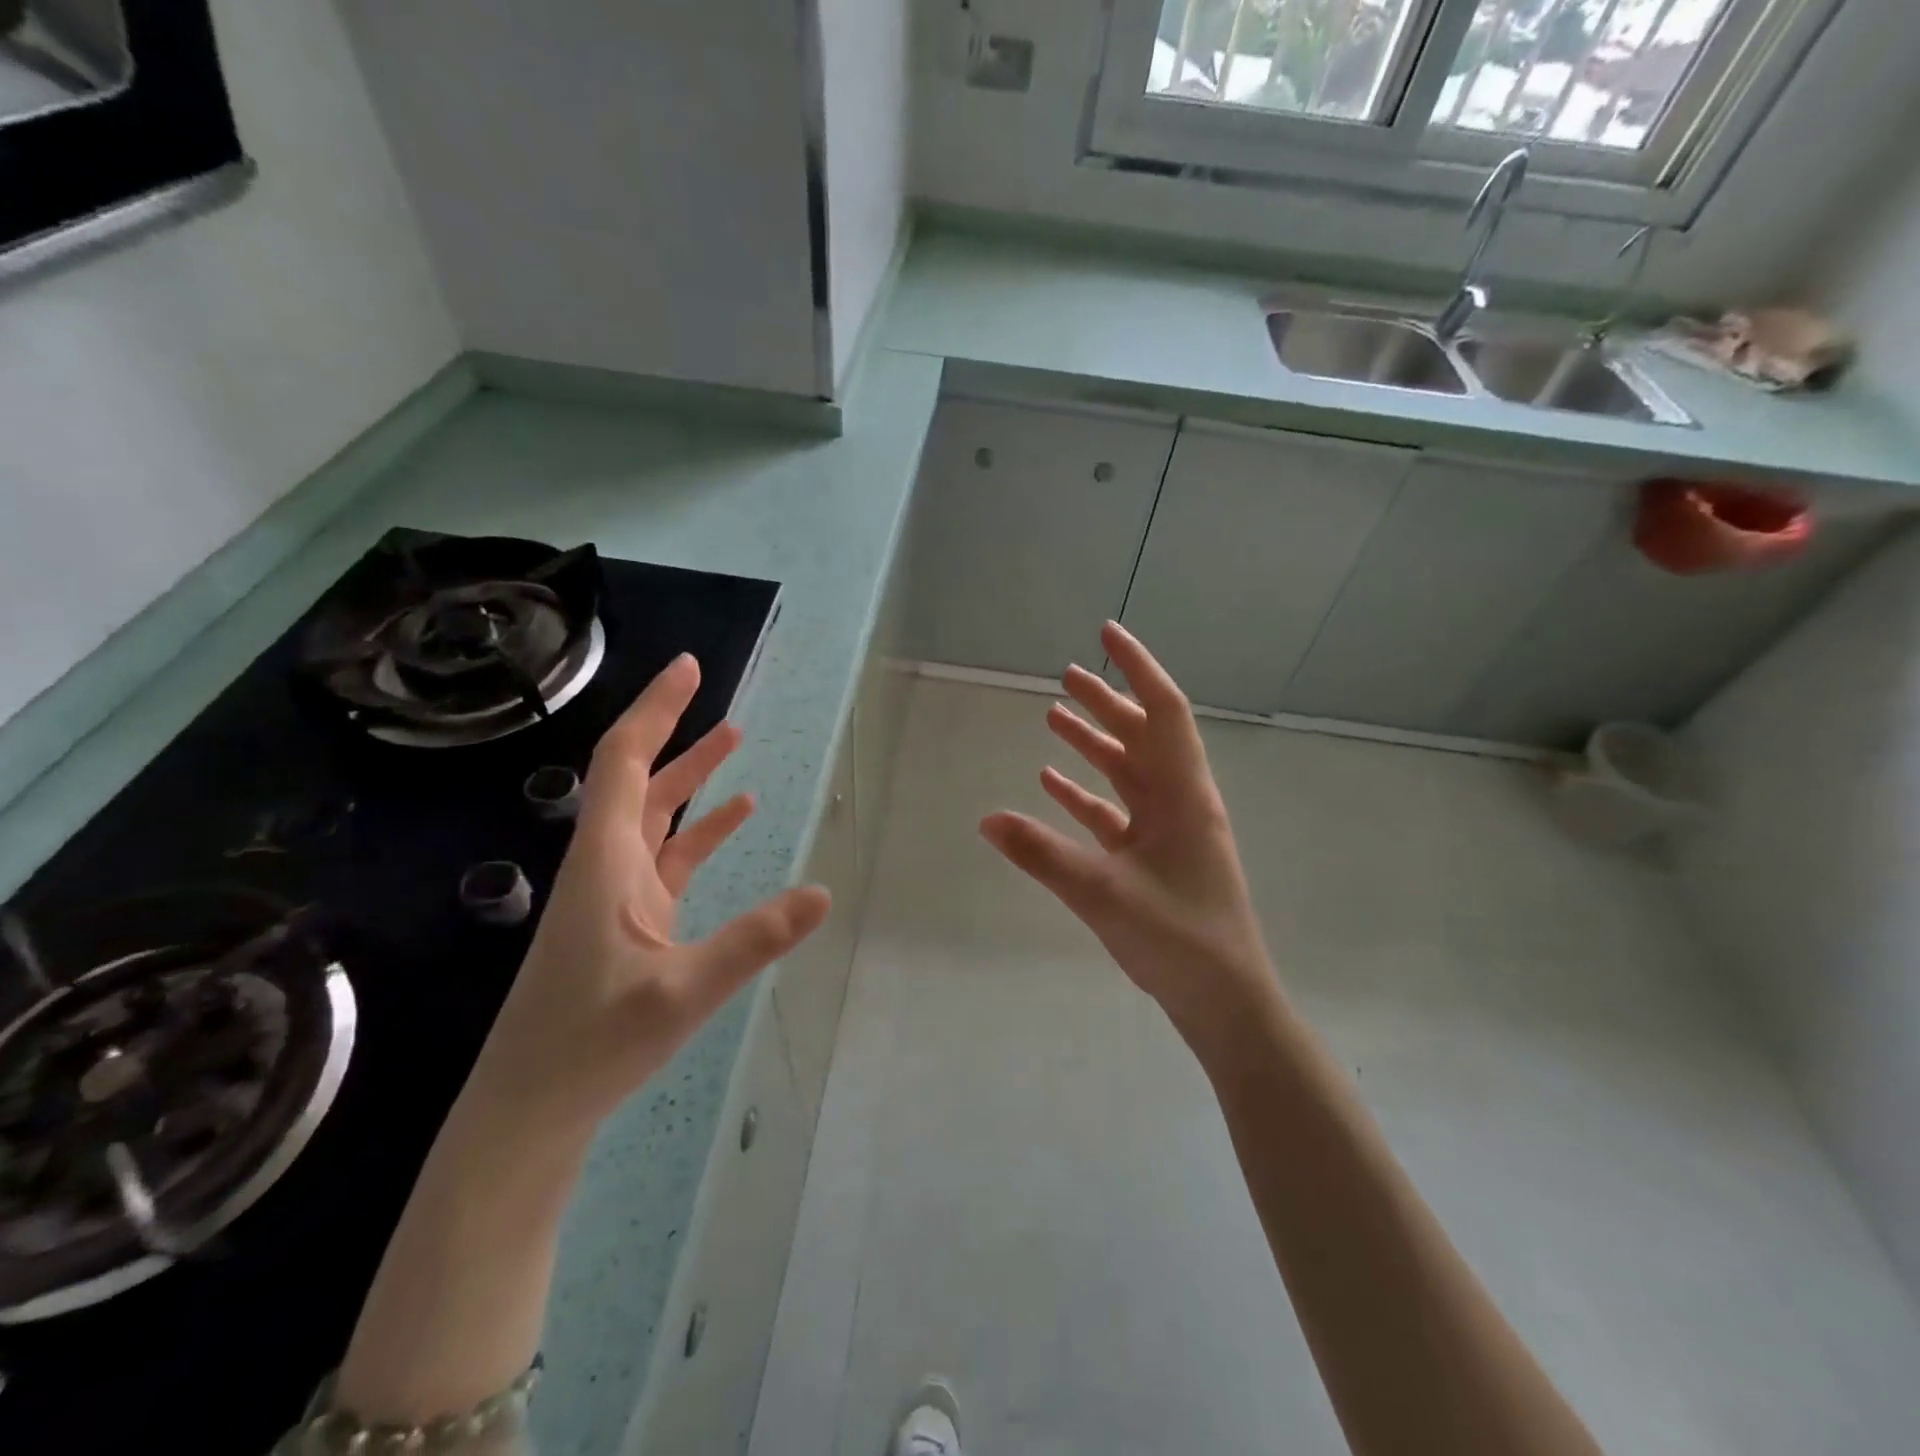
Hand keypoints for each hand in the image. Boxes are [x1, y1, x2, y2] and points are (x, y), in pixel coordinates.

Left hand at [465, 653, 829, 1134]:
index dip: (656, 710)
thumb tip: (823, 893)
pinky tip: (735, 818)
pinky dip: (700, 831)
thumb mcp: (681, 992)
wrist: (529, 1109)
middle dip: (676, 731)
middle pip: (639, 778)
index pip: (625, 761)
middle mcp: (606, 864)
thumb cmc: (589, 1044)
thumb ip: (753, 940)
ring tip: (734, 739)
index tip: (689, 669)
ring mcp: (616, 893)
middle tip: (716, 693)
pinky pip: (668, 858)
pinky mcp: (628, 920)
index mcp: (605, 861)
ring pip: (655, 815)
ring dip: (691, 777)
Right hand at [980, 622, 1276, 1056]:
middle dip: (1106, 701)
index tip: (1107, 633)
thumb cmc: (1178, 938)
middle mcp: (1179, 802)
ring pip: (1127, 772)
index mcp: (1183, 794)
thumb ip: (1042, 854)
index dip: (1137, 667)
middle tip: (1067, 673)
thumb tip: (986, 819)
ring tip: (1054, 717)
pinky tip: (1052, 784)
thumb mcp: (1103, 893)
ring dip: (1093, 743)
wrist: (1225, 1002)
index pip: (1162, 711)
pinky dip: (1085, 795)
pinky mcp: (1153, 860)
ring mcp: (1167, 832)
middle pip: (1141, 735)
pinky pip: (1115, 813)